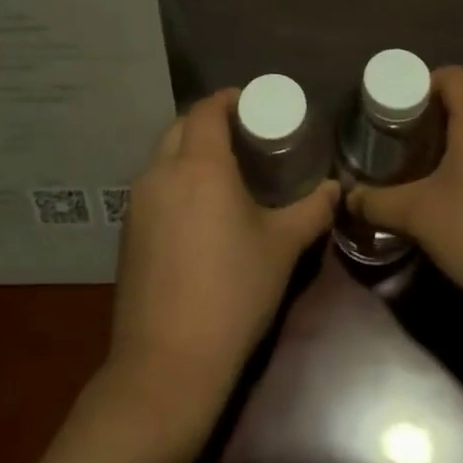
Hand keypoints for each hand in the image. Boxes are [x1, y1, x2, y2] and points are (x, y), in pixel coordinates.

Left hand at [104, 89, 338, 422]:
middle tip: (245, 136)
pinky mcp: (127, 233)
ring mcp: (137, 204)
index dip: (230, 99)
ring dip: (190, 151)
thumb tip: (336, 189)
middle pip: (181, 126)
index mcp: (199, 165)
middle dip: (210, 122)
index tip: (255, 105)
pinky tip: (198, 210)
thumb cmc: (232, 293)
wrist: (167, 364)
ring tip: (224, 171)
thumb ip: (313, 210)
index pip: (207, 109)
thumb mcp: (282, 248)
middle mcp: (160, 173)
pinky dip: (175, 180)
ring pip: (163, 156)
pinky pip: (153, 187)